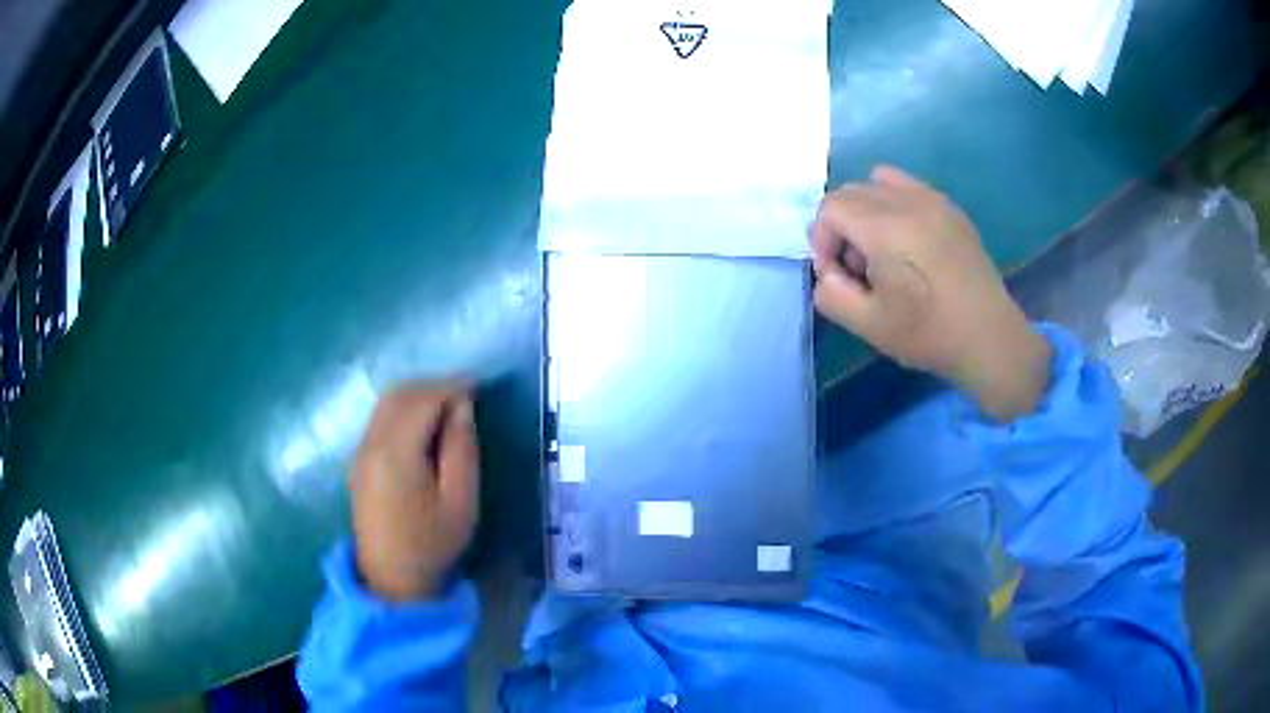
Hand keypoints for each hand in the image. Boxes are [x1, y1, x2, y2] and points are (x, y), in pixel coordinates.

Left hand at [352, 384, 478, 600]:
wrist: (391, 580)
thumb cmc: (432, 544)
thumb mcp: (460, 500)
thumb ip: (461, 448)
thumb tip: (462, 406)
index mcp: (396, 452)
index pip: (423, 399)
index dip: (452, 387)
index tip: (480, 388)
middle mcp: (371, 443)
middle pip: (400, 394)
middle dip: (434, 387)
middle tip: (466, 398)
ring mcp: (360, 451)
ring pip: (386, 404)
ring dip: (417, 397)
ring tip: (447, 411)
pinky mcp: (358, 462)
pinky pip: (379, 420)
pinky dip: (403, 411)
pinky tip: (423, 429)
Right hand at [810, 165, 1050, 421]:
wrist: (989, 337)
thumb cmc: (929, 333)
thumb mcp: (868, 326)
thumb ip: (830, 295)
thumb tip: (827, 273)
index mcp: (885, 229)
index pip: (830, 208)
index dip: (822, 240)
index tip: (838, 274)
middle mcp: (907, 202)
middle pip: (850, 192)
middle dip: (841, 227)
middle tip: (859, 268)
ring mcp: (932, 200)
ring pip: (877, 183)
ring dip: (866, 212)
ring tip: (882, 250)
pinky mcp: (950, 208)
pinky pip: (907, 186)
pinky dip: (893, 203)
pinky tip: (908, 240)